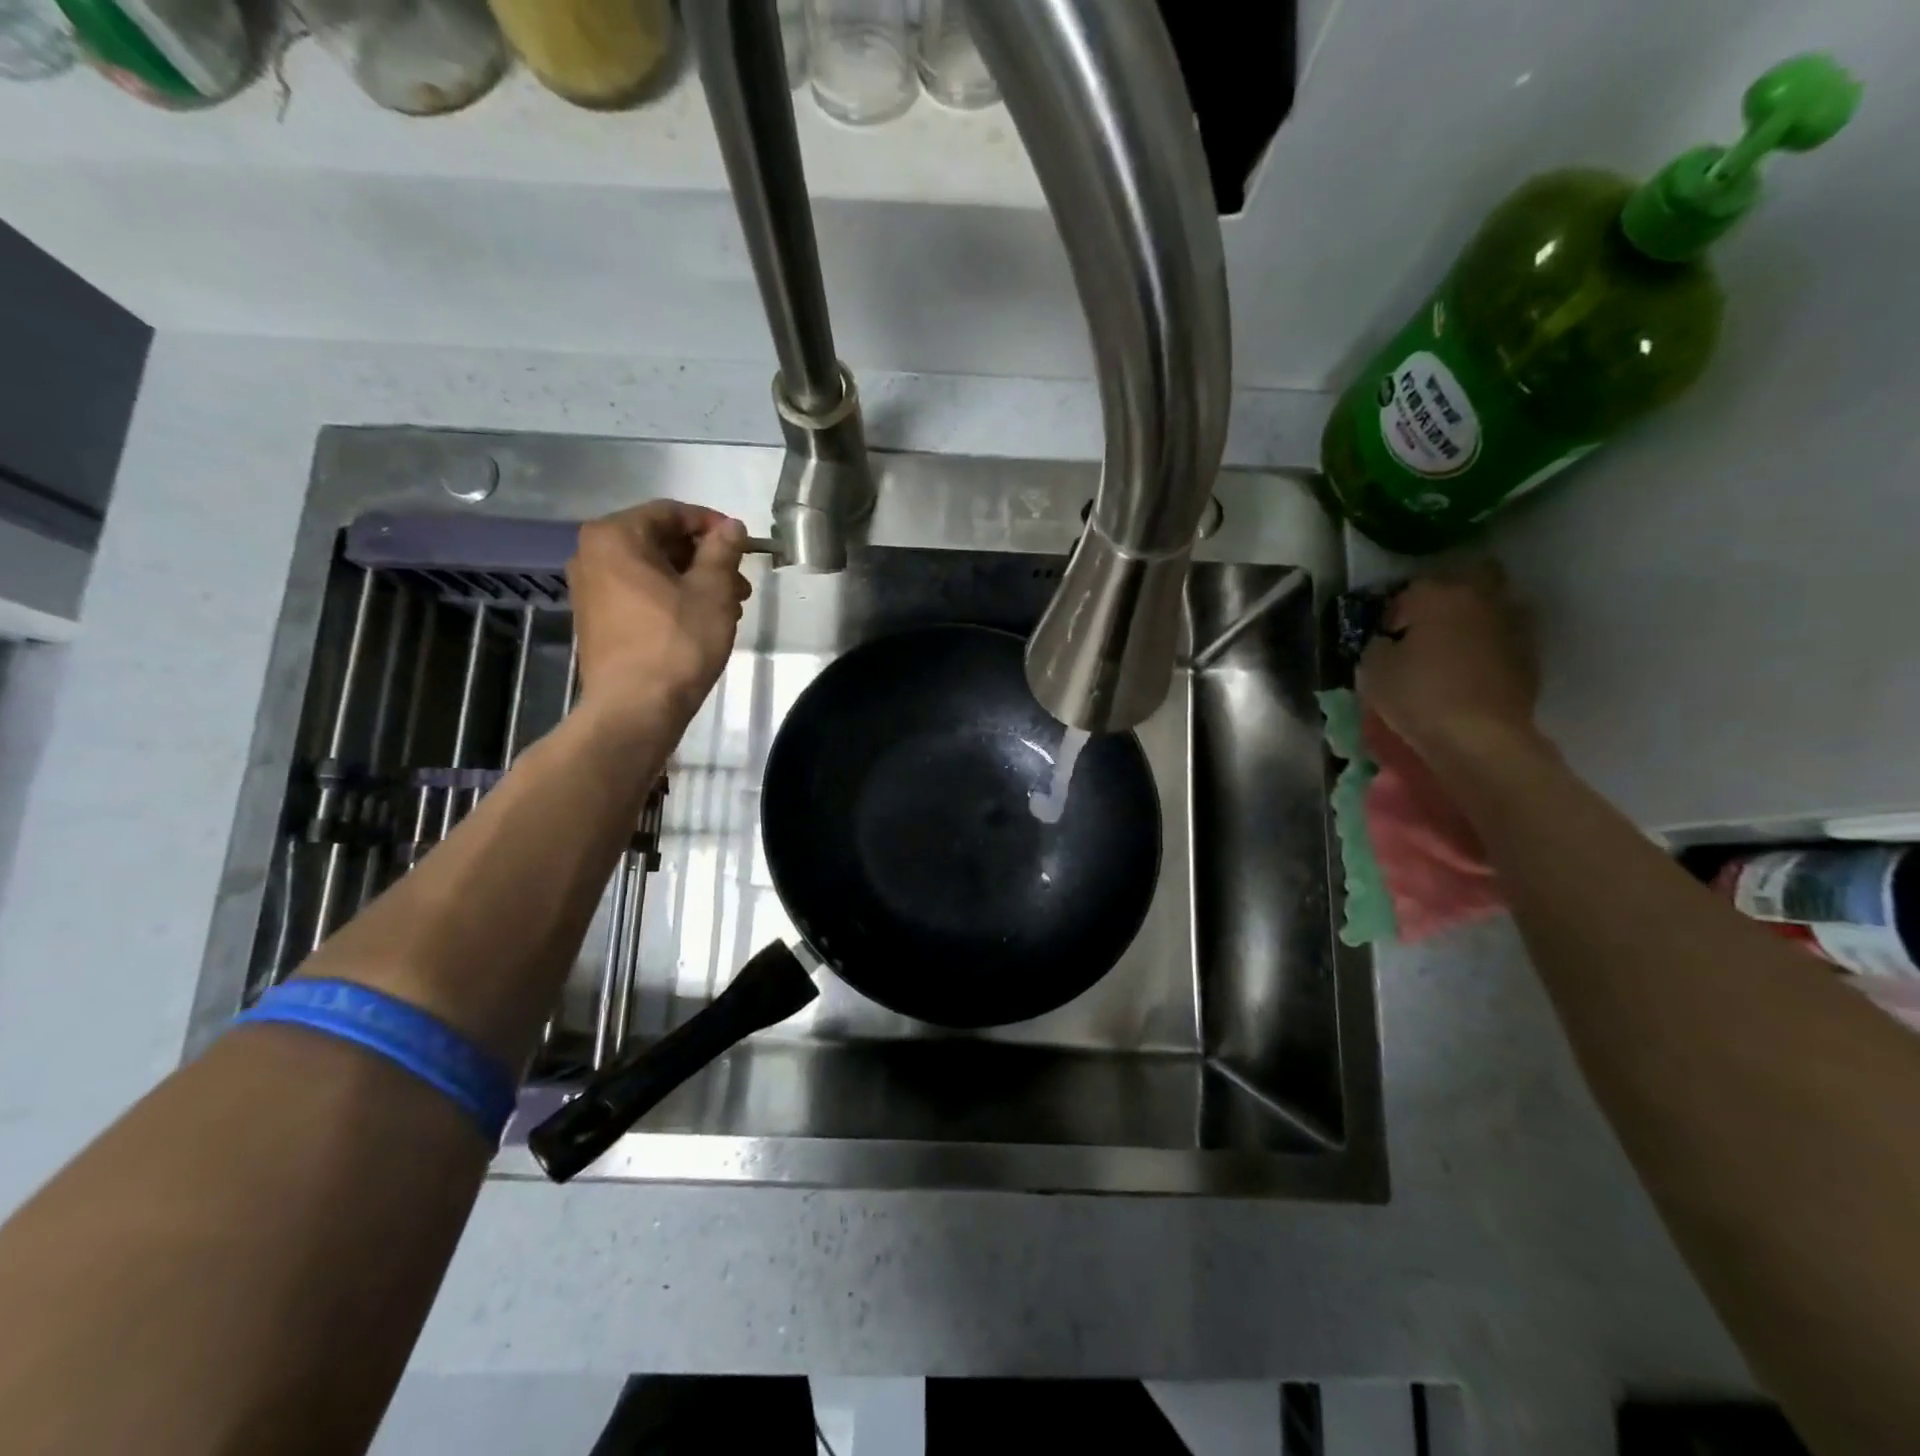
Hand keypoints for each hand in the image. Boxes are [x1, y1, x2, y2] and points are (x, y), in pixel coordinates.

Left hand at [567, 501, 749, 731]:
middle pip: (659, 540)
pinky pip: (639, 593)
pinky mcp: (597, 620)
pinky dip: (672, 598)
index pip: (671, 512)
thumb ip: (722, 551)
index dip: (712, 524)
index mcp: (615, 537)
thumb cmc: (677, 643)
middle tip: (740, 583)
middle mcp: (592, 555)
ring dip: (693, 580)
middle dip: (704, 558)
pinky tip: (701, 621)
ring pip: (652, 570)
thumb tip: (731, 527)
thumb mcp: (712, 591)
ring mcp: (590, 590)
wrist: (636, 709)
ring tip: (730, 607)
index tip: (743, 545)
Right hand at [1357, 563, 1541, 763]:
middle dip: (1451, 594)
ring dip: (1475, 619)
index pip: (1413, 587)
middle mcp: (1482, 600)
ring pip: (1495, 606)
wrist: (1479, 738)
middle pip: (1473, 576)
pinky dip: (1490, 647)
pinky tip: (1472, 671)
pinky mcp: (1530, 656)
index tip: (1388, 633)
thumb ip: (1379, 644)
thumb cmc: (1418, 696)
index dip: (1397, 609)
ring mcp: (1513, 626)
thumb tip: (1388, 641)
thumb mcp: (1374, 669)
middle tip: (1429, 624)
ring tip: (1453, 649)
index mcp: (1439, 596)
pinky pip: (1505, 638)